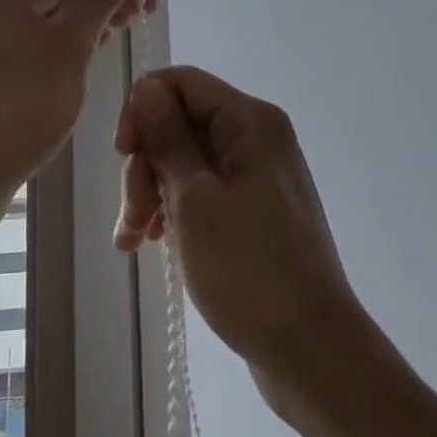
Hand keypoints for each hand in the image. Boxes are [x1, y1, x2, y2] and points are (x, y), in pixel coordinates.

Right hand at [114, 66, 365, 410]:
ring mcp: (256, 175)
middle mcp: (256, 137)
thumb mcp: (195, 199)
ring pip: (186, 160)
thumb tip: (146, 87)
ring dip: (152, 193)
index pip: (182, 82)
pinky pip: (203, 191)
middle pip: (181, 123)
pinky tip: (153, 244)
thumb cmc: (250, 270)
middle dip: (146, 164)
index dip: (143, 108)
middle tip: (133, 217)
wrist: (314, 354)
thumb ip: (168, 137)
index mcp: (249, 121)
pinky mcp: (254, 211)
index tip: (123, 152)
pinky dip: (174, 211)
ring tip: (133, 242)